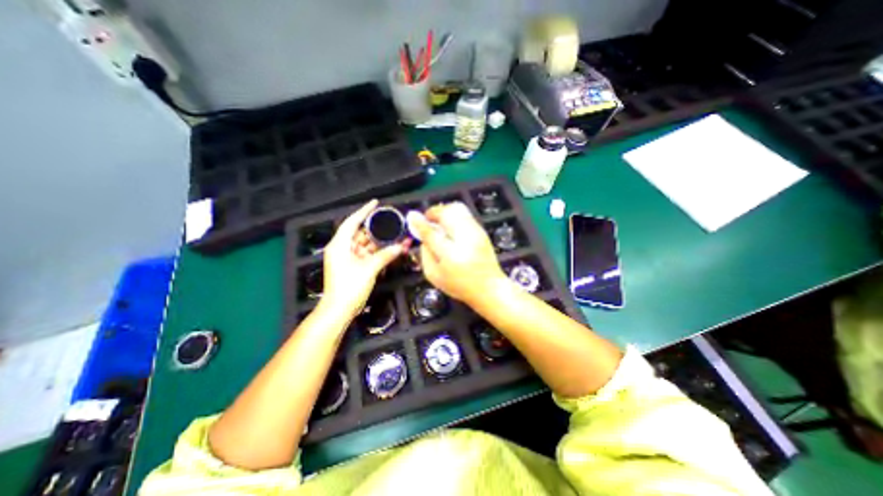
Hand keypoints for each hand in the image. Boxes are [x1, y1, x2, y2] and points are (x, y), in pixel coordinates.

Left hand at [322, 199, 410, 321]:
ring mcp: (347, 258)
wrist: (339, 310)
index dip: (363, 211)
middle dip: (376, 229)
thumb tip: (401, 246)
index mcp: (340, 244)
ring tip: (394, 235)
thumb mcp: (369, 269)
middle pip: (360, 233)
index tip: (375, 203)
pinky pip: (367, 254)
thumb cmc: (349, 287)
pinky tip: (390, 249)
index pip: (352, 222)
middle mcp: (342, 248)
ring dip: (379, 242)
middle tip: (391, 222)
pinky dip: (377, 252)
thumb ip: (386, 255)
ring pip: (365, 244)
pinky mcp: (353, 266)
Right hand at [407, 201, 502, 301]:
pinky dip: (454, 215)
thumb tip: (422, 237)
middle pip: (446, 213)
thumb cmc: (460, 285)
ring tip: (439, 222)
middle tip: (428, 221)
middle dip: (433, 213)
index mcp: (451, 255)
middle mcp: (465, 240)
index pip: (431, 233)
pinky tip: (450, 227)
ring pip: (457, 208)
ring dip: (444, 212)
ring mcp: (475, 233)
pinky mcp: (481, 230)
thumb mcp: (435, 276)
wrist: (488, 286)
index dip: (420, 223)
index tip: (412, 217)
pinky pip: (464, 213)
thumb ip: (425, 255)